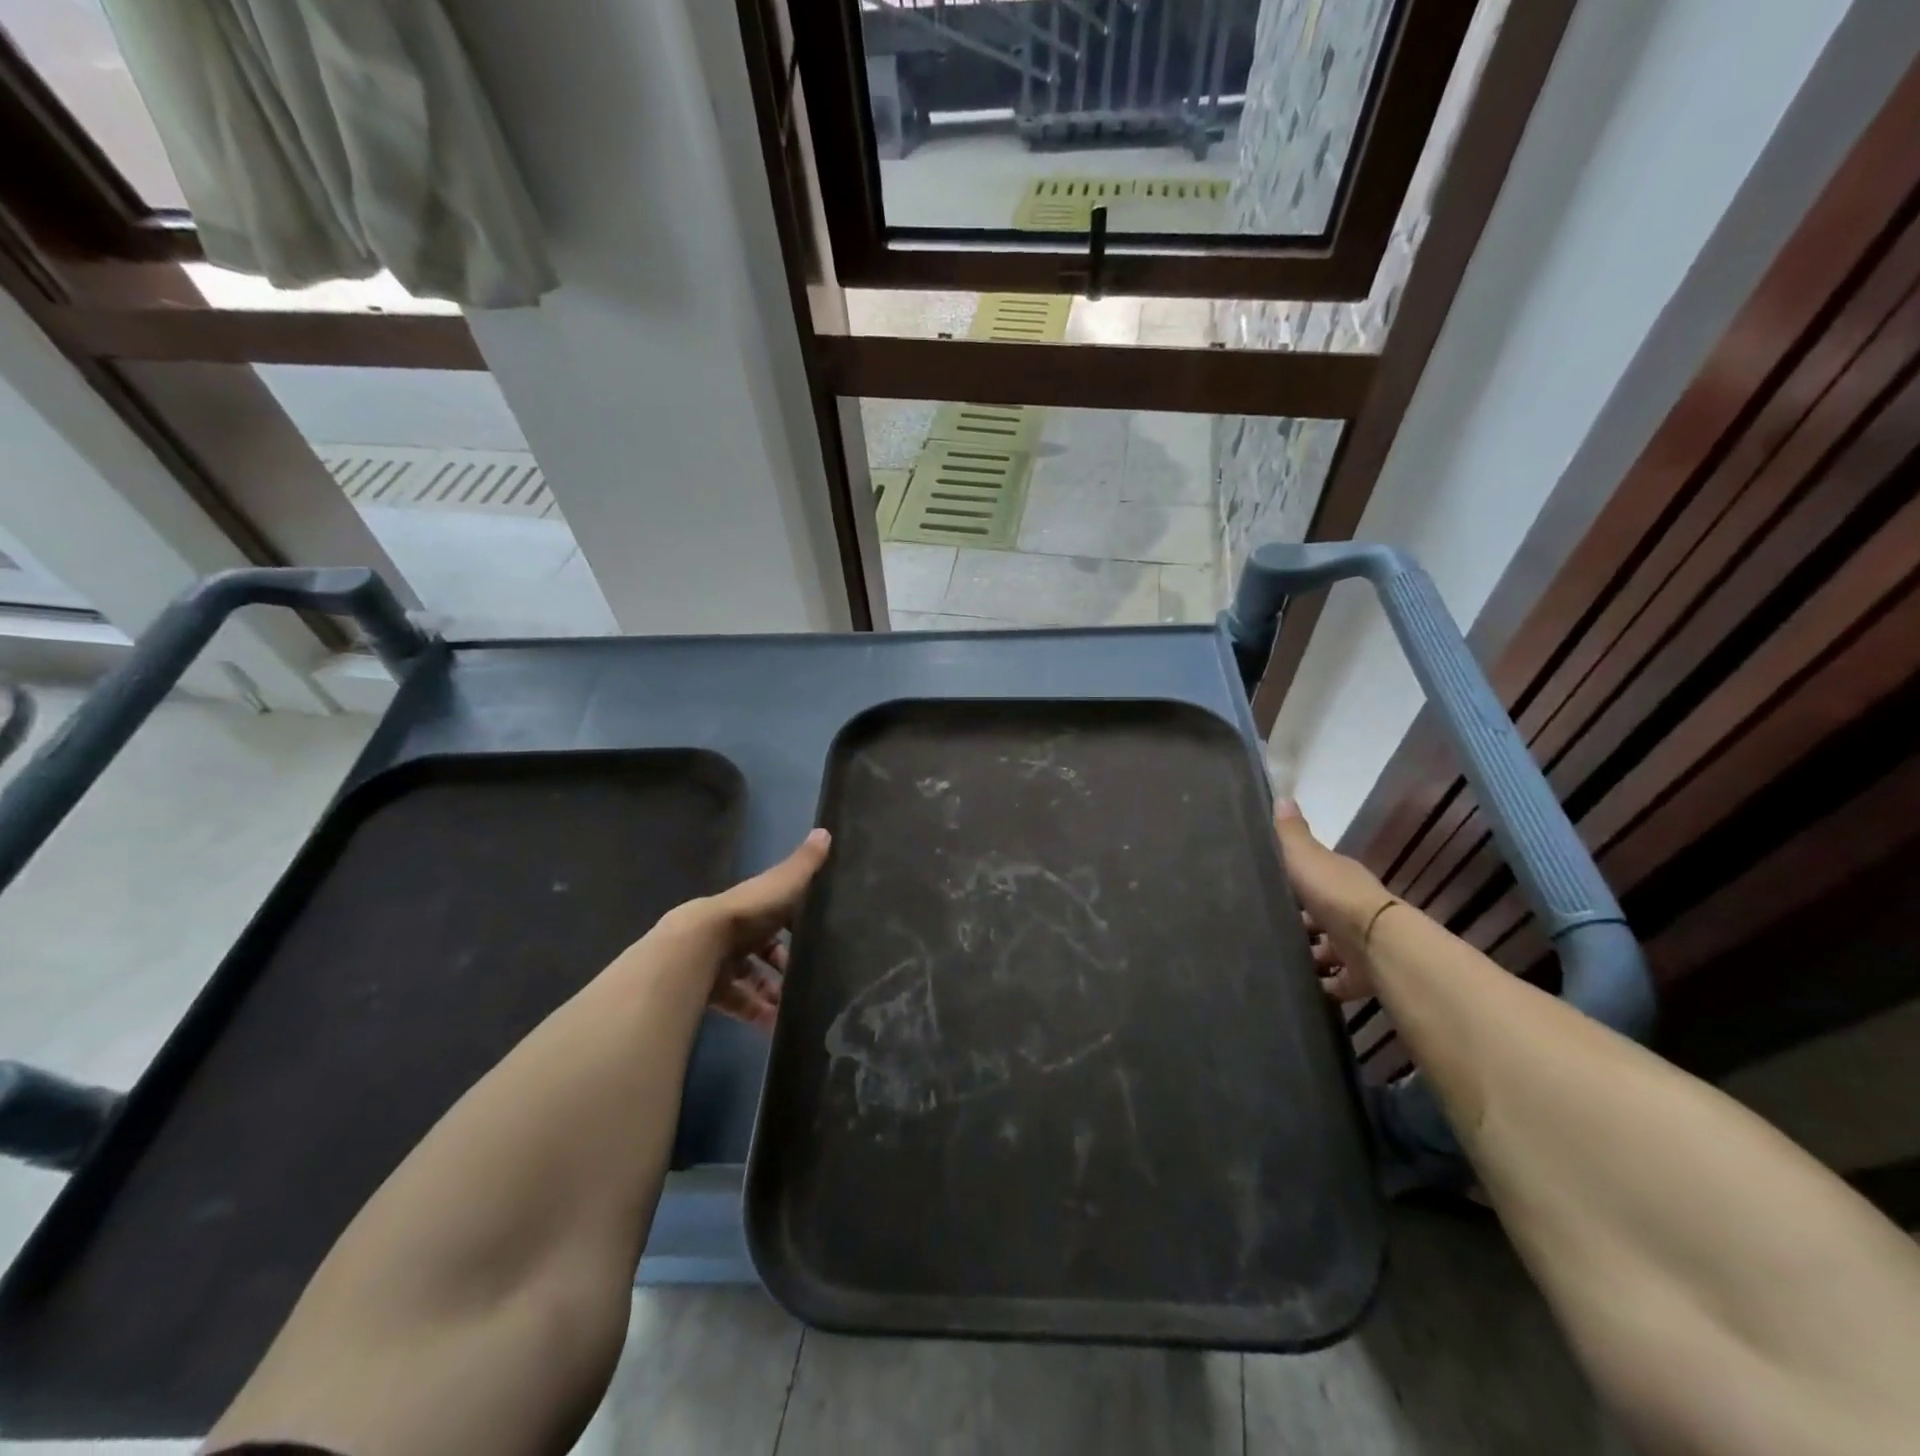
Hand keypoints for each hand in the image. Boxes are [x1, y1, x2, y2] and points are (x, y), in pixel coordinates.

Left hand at [656, 828, 830, 1029]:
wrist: (697, 947)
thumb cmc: (747, 913)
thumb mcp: (783, 884)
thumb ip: (805, 865)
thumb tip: (825, 830)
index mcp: (752, 906)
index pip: (777, 914)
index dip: (795, 925)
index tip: (819, 939)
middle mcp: (735, 931)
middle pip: (763, 950)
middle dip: (784, 965)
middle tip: (810, 980)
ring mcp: (720, 962)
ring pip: (751, 978)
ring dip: (773, 993)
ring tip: (797, 1009)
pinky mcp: (711, 990)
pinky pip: (738, 1004)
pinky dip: (756, 1014)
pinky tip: (776, 1027)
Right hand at [1271, 800, 1396, 1003]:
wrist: (1374, 943)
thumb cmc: (1334, 894)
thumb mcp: (1305, 857)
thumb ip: (1291, 833)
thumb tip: (1282, 796)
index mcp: (1339, 878)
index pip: (1315, 877)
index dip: (1293, 882)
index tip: (1267, 889)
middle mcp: (1351, 909)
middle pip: (1320, 915)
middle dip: (1298, 922)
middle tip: (1264, 928)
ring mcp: (1357, 945)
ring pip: (1327, 950)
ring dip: (1308, 955)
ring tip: (1275, 960)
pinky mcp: (1360, 976)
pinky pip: (1337, 982)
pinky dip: (1321, 985)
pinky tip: (1298, 986)